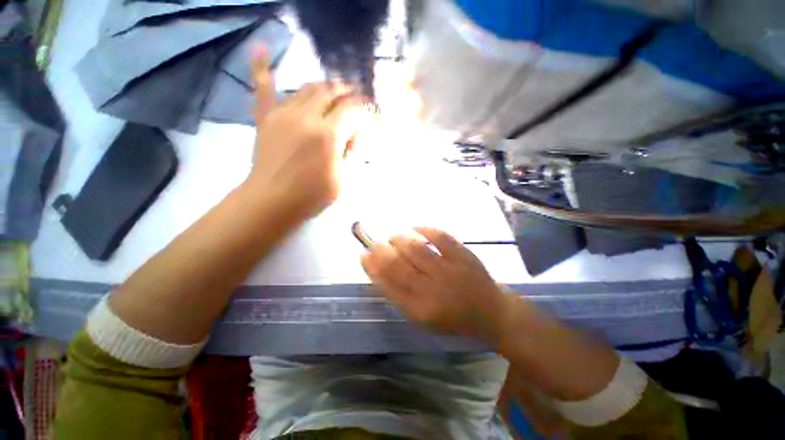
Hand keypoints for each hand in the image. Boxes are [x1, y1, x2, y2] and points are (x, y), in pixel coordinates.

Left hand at [248, 46, 368, 217]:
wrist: (271, 201)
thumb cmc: (311, 196)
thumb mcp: (342, 179)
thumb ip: (350, 152)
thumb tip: (354, 134)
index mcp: (327, 136)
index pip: (353, 110)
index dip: (366, 109)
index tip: (374, 113)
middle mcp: (306, 117)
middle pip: (331, 92)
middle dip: (348, 93)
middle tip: (357, 100)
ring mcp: (283, 115)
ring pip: (307, 88)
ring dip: (325, 87)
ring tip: (335, 93)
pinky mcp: (266, 119)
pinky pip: (263, 88)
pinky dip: (263, 67)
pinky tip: (261, 45)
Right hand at [361, 227, 508, 339]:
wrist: (490, 311)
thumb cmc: (453, 317)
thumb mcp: (423, 317)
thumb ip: (401, 297)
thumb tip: (379, 271)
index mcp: (420, 309)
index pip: (388, 285)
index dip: (372, 268)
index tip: (363, 255)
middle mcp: (432, 289)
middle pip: (399, 266)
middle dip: (381, 251)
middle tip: (375, 243)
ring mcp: (449, 270)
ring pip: (417, 249)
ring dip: (400, 239)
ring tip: (393, 236)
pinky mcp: (463, 255)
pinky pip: (441, 237)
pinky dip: (425, 229)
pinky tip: (415, 228)